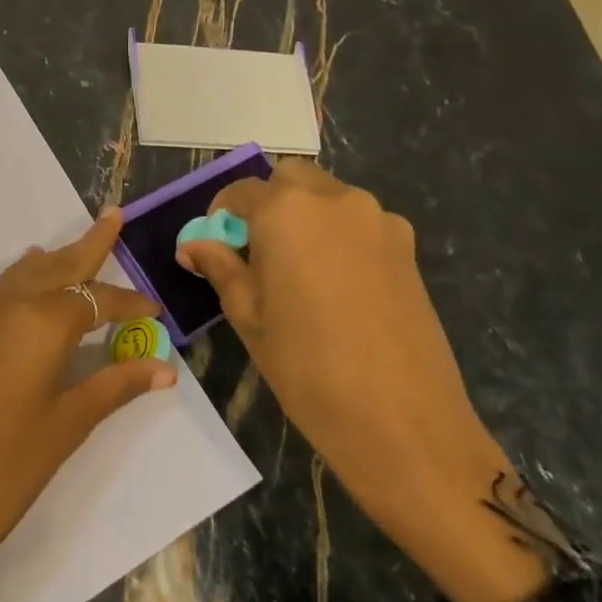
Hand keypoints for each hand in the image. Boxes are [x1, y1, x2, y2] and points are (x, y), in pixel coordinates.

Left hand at [0, 207, 176, 601]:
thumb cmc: (4, 470)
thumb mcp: (66, 427)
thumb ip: (113, 386)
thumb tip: (163, 368)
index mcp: (40, 322)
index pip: (97, 300)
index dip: (130, 305)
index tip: (157, 313)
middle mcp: (6, 307)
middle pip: (56, 266)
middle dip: (89, 245)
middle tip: (113, 217)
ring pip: (23, 275)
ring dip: (53, 261)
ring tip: (76, 250)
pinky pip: (0, 294)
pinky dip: (24, 282)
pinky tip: (32, 291)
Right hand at [178, 160, 548, 601]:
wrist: (403, 422)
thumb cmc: (308, 368)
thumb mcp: (249, 317)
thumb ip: (220, 268)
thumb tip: (194, 244)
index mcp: (287, 212)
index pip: (241, 191)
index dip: (220, 215)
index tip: (212, 246)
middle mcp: (336, 201)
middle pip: (290, 180)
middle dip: (266, 204)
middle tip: (254, 253)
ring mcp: (379, 221)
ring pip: (328, 198)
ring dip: (303, 217)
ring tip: (296, 273)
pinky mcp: (407, 248)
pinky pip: (359, 224)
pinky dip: (337, 236)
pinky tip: (335, 286)